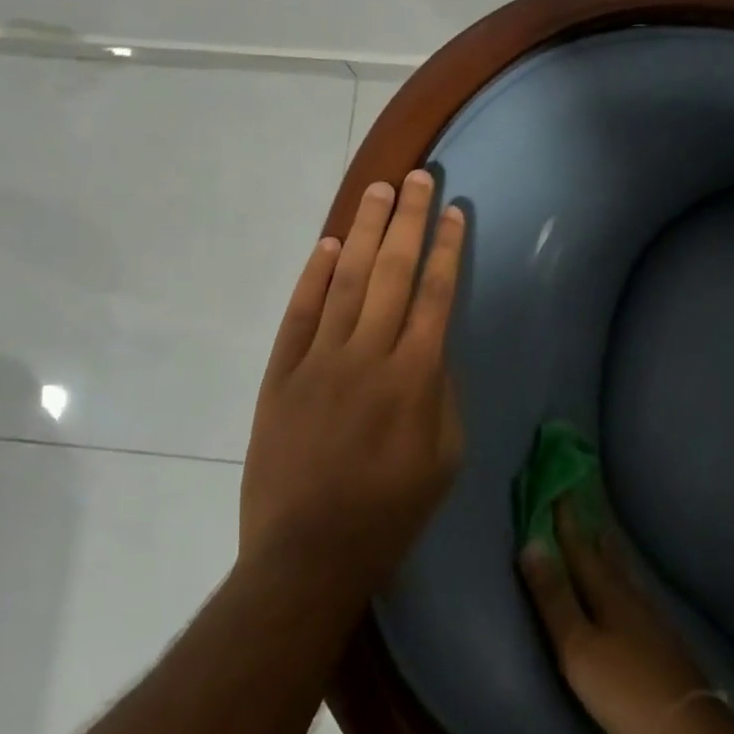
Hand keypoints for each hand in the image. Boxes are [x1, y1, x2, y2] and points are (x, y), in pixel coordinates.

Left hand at [240, 171, 466, 596]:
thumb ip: (444, 393)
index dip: (446, 248)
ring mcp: (318, 360)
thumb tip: (433, 347)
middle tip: (419, 177)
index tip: (454, 211)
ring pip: (346, 280)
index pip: (435, 294)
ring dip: (365, 231)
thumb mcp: (444, 459)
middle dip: (409, 220)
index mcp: (415, 377)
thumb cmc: (388, 513)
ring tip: (380, 190)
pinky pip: (299, 314)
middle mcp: (368, 355)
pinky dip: (313, 276)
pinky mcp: (280, 374)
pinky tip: (328, 244)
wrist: (306, 556)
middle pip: (393, 272)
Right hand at [519, 502, 709, 733]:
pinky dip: (629, 584)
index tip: (559, 488)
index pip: (581, 550)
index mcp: (608, 595)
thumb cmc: (624, 689)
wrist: (690, 731)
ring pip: (628, 578)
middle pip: (608, 559)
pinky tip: (635, 595)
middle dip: (592, 534)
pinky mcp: (667, 646)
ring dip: (614, 556)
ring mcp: (654, 622)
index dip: (567, 523)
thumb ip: (554, 599)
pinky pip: (640, 599)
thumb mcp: (577, 648)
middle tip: (587, 507)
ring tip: (607, 539)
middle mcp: (632, 599)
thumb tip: (531, 544)